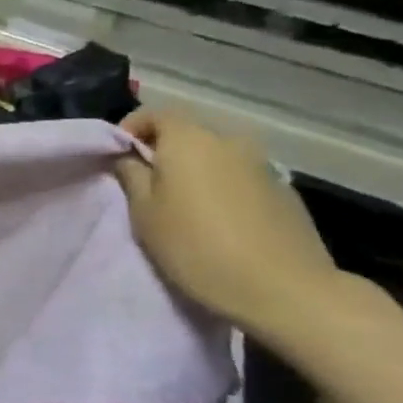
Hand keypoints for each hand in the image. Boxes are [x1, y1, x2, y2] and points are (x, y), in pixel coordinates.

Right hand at [115, 108, 344, 339]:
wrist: (284, 289)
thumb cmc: (196, 246)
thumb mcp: (144, 213)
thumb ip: (132, 175)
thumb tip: (129, 157)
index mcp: (189, 139)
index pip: (155, 113)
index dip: (131, 128)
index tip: (118, 155)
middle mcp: (229, 141)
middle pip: (188, 133)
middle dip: (164, 151)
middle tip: (147, 184)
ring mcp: (263, 165)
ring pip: (216, 157)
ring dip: (196, 171)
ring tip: (184, 205)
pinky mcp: (285, 191)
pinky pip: (241, 178)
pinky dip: (223, 188)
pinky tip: (220, 220)